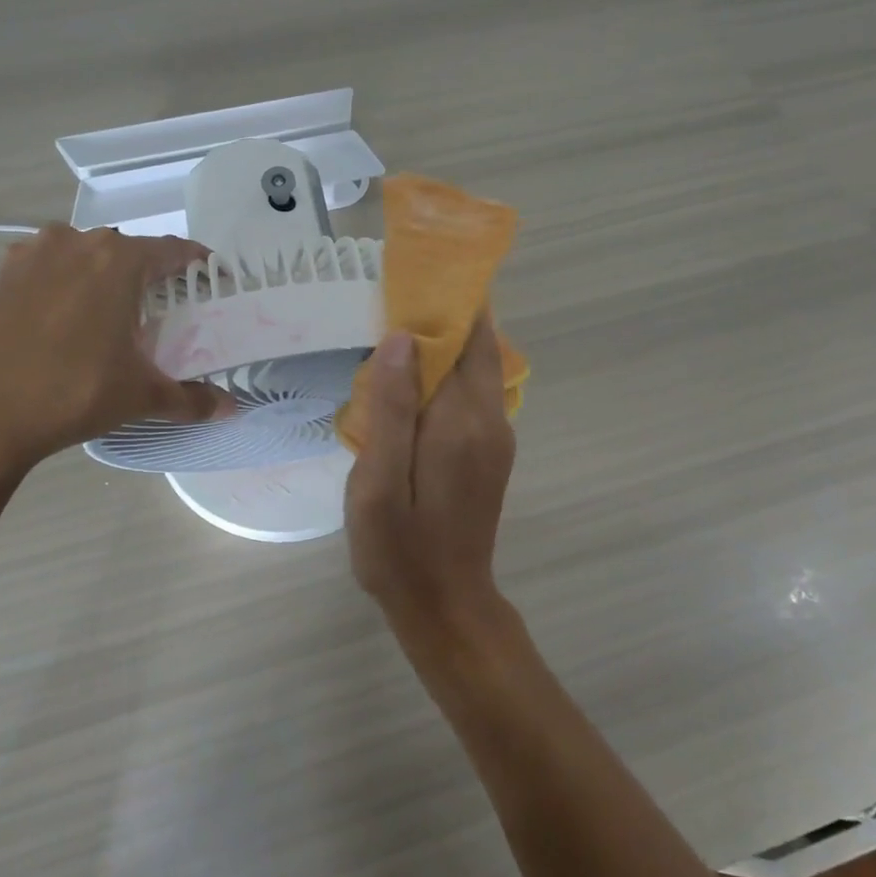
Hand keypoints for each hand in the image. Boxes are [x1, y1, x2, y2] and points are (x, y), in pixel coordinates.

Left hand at [0, 225, 232, 472]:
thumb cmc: (76, 392)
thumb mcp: (142, 395)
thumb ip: (192, 398)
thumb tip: (231, 409)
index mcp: (119, 259)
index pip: (172, 250)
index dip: (197, 263)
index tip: (211, 278)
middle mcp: (78, 241)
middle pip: (128, 250)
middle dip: (151, 273)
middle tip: (166, 306)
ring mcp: (35, 253)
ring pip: (86, 254)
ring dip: (105, 274)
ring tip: (115, 311)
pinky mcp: (5, 274)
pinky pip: (51, 266)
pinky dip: (67, 281)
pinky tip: (70, 314)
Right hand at [345, 315, 517, 640]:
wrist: (445, 607)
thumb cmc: (400, 549)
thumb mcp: (380, 482)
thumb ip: (391, 409)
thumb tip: (399, 338)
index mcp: (463, 421)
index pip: (465, 338)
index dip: (445, 300)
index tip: (415, 269)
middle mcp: (490, 421)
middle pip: (476, 347)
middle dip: (446, 313)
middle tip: (397, 289)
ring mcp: (495, 438)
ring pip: (474, 369)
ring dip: (444, 342)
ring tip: (396, 322)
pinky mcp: (487, 453)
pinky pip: (470, 394)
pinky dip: (446, 372)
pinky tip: (410, 377)